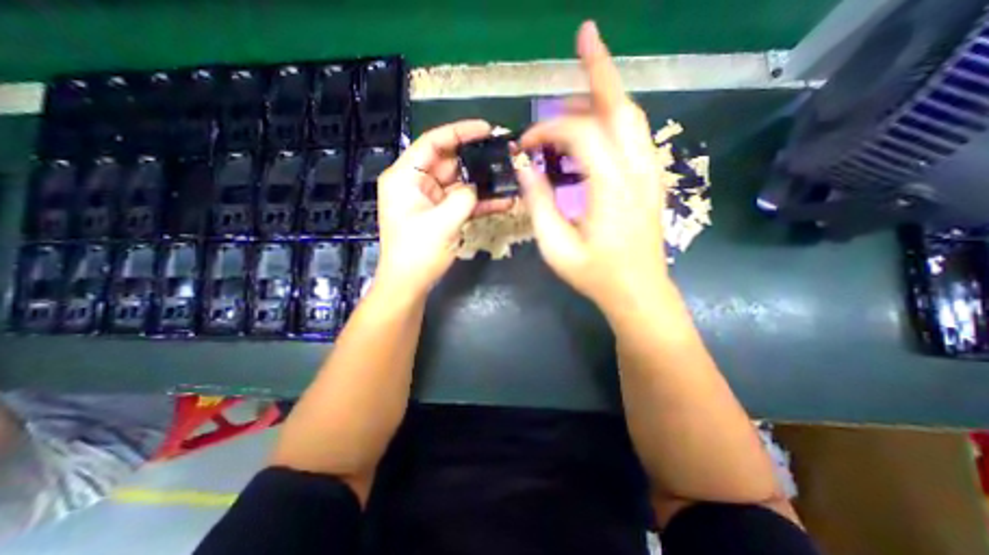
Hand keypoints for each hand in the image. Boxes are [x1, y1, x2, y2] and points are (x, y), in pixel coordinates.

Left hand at [377, 120, 514, 296]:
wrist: (410, 283)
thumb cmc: (417, 253)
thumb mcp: (442, 222)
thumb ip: (464, 198)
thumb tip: (478, 186)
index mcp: (405, 177)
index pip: (432, 143)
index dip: (459, 132)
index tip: (486, 129)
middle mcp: (417, 183)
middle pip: (449, 162)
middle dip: (477, 159)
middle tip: (504, 154)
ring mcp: (431, 199)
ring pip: (460, 183)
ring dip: (482, 182)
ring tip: (509, 175)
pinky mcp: (442, 214)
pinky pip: (463, 201)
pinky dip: (480, 202)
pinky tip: (503, 200)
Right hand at [513, 21, 668, 314]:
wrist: (638, 292)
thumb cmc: (596, 275)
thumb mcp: (556, 246)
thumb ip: (538, 203)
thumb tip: (524, 168)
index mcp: (611, 187)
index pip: (579, 134)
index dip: (547, 130)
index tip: (524, 146)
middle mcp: (637, 171)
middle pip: (621, 107)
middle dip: (600, 70)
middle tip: (584, 38)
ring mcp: (649, 175)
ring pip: (632, 118)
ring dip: (606, 96)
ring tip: (577, 89)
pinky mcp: (650, 182)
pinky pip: (635, 137)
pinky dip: (616, 120)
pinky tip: (596, 126)